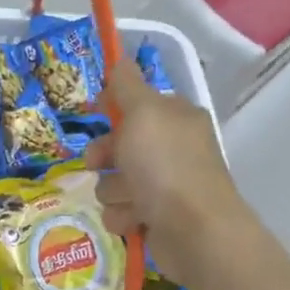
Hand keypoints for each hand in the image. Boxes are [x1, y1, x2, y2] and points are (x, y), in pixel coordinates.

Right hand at [84, 63, 245, 283]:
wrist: (194, 231)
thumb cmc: (166, 166)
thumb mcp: (143, 113)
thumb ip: (126, 86)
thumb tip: (120, 59)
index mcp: (175, 118)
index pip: (137, 103)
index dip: (113, 107)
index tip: (94, 113)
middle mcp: (173, 149)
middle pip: (120, 145)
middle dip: (104, 155)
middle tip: (98, 163)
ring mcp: (165, 186)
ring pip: (115, 182)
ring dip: (115, 191)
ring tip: (130, 199)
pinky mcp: (156, 219)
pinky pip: (121, 212)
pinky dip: (124, 216)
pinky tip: (135, 220)